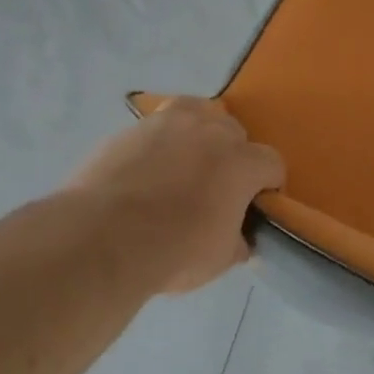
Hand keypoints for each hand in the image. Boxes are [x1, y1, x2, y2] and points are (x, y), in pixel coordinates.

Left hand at [69, 97, 284, 293]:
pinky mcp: (132, 128)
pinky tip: (148, 166)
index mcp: (242, 163)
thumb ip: (237, 241)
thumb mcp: (219, 259)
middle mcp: (211, 131)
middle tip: (217, 187)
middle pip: (235, 132)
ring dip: (199, 134)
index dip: (267, 185)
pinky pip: (158, 125)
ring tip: (185, 162)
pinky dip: (161, 141)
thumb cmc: (174, 251)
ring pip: (198, 114)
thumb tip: (240, 239)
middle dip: (233, 156)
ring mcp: (169, 123)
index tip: (255, 205)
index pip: (272, 163)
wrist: (102, 238)